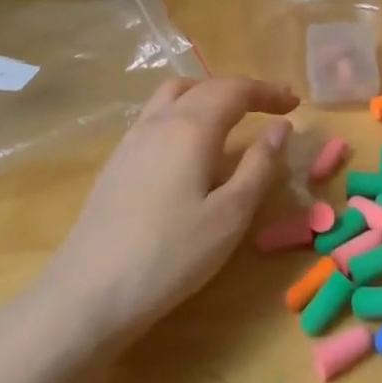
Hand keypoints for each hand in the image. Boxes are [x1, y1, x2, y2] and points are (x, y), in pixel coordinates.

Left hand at [31, 75, 298, 344]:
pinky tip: (189, 147)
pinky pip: (156, 115)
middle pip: (205, 86)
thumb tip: (281, 127)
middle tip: (271, 108)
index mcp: (191, 128)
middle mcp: (160, 121)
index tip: (295, 104)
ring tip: (231, 117)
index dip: (268, 92)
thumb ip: (260, 166)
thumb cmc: (169, 256)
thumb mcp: (230, 216)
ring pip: (174, 95)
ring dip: (208, 95)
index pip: (236, 90)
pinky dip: (184, 112)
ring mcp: (132, 140)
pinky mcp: (116, 162)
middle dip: (242, 91)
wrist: (86, 296)